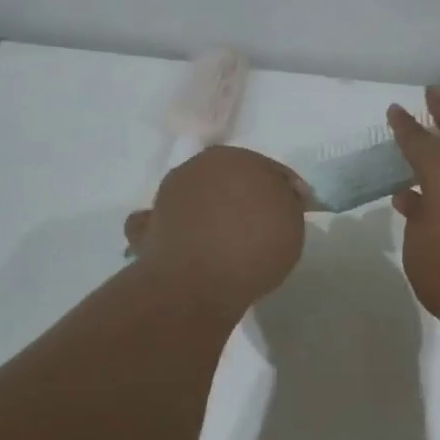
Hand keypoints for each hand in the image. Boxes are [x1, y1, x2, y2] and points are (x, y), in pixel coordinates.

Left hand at [124, 146, 306, 311]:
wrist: (200, 281)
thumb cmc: (255, 245)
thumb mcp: (292, 222)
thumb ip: (286, 202)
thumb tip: (279, 196)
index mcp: (235, 157)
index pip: (269, 169)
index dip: (284, 190)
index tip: (293, 213)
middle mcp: (197, 167)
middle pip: (228, 179)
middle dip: (242, 196)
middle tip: (259, 225)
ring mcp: (166, 197)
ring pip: (194, 197)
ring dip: (206, 210)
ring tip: (223, 240)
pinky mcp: (146, 229)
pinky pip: (160, 224)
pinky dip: (169, 229)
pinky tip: (181, 244)